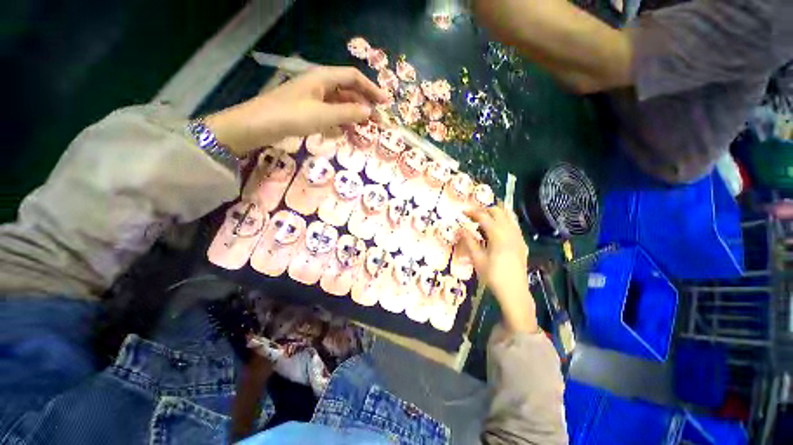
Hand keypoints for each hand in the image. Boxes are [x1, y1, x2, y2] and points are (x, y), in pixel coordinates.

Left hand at [204, 66, 388, 156]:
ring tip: (366, 127)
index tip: (385, 102)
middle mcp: (320, 84)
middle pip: (348, 90)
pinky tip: (346, 131)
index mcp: (324, 78)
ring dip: (354, 114)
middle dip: (365, 104)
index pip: (354, 77)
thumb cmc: (291, 115)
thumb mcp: (323, 115)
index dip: (371, 89)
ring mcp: (314, 98)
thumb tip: (369, 112)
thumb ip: (348, 113)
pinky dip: (341, 121)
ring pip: (340, 103)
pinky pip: (331, 113)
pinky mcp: (308, 110)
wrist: (259, 125)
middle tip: (378, 120)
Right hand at [459, 206, 538, 333]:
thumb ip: (469, 241)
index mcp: (498, 235)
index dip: (472, 212)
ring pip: (509, 216)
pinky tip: (497, 229)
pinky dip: (504, 221)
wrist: (514, 292)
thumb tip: (460, 229)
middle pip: (498, 212)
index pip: (484, 217)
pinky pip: (514, 225)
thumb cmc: (493, 276)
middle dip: (484, 210)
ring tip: (484, 218)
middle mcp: (510, 232)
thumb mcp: (477, 259)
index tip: (463, 211)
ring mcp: (518, 237)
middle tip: (473, 215)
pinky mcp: (522, 243)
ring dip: (496, 213)